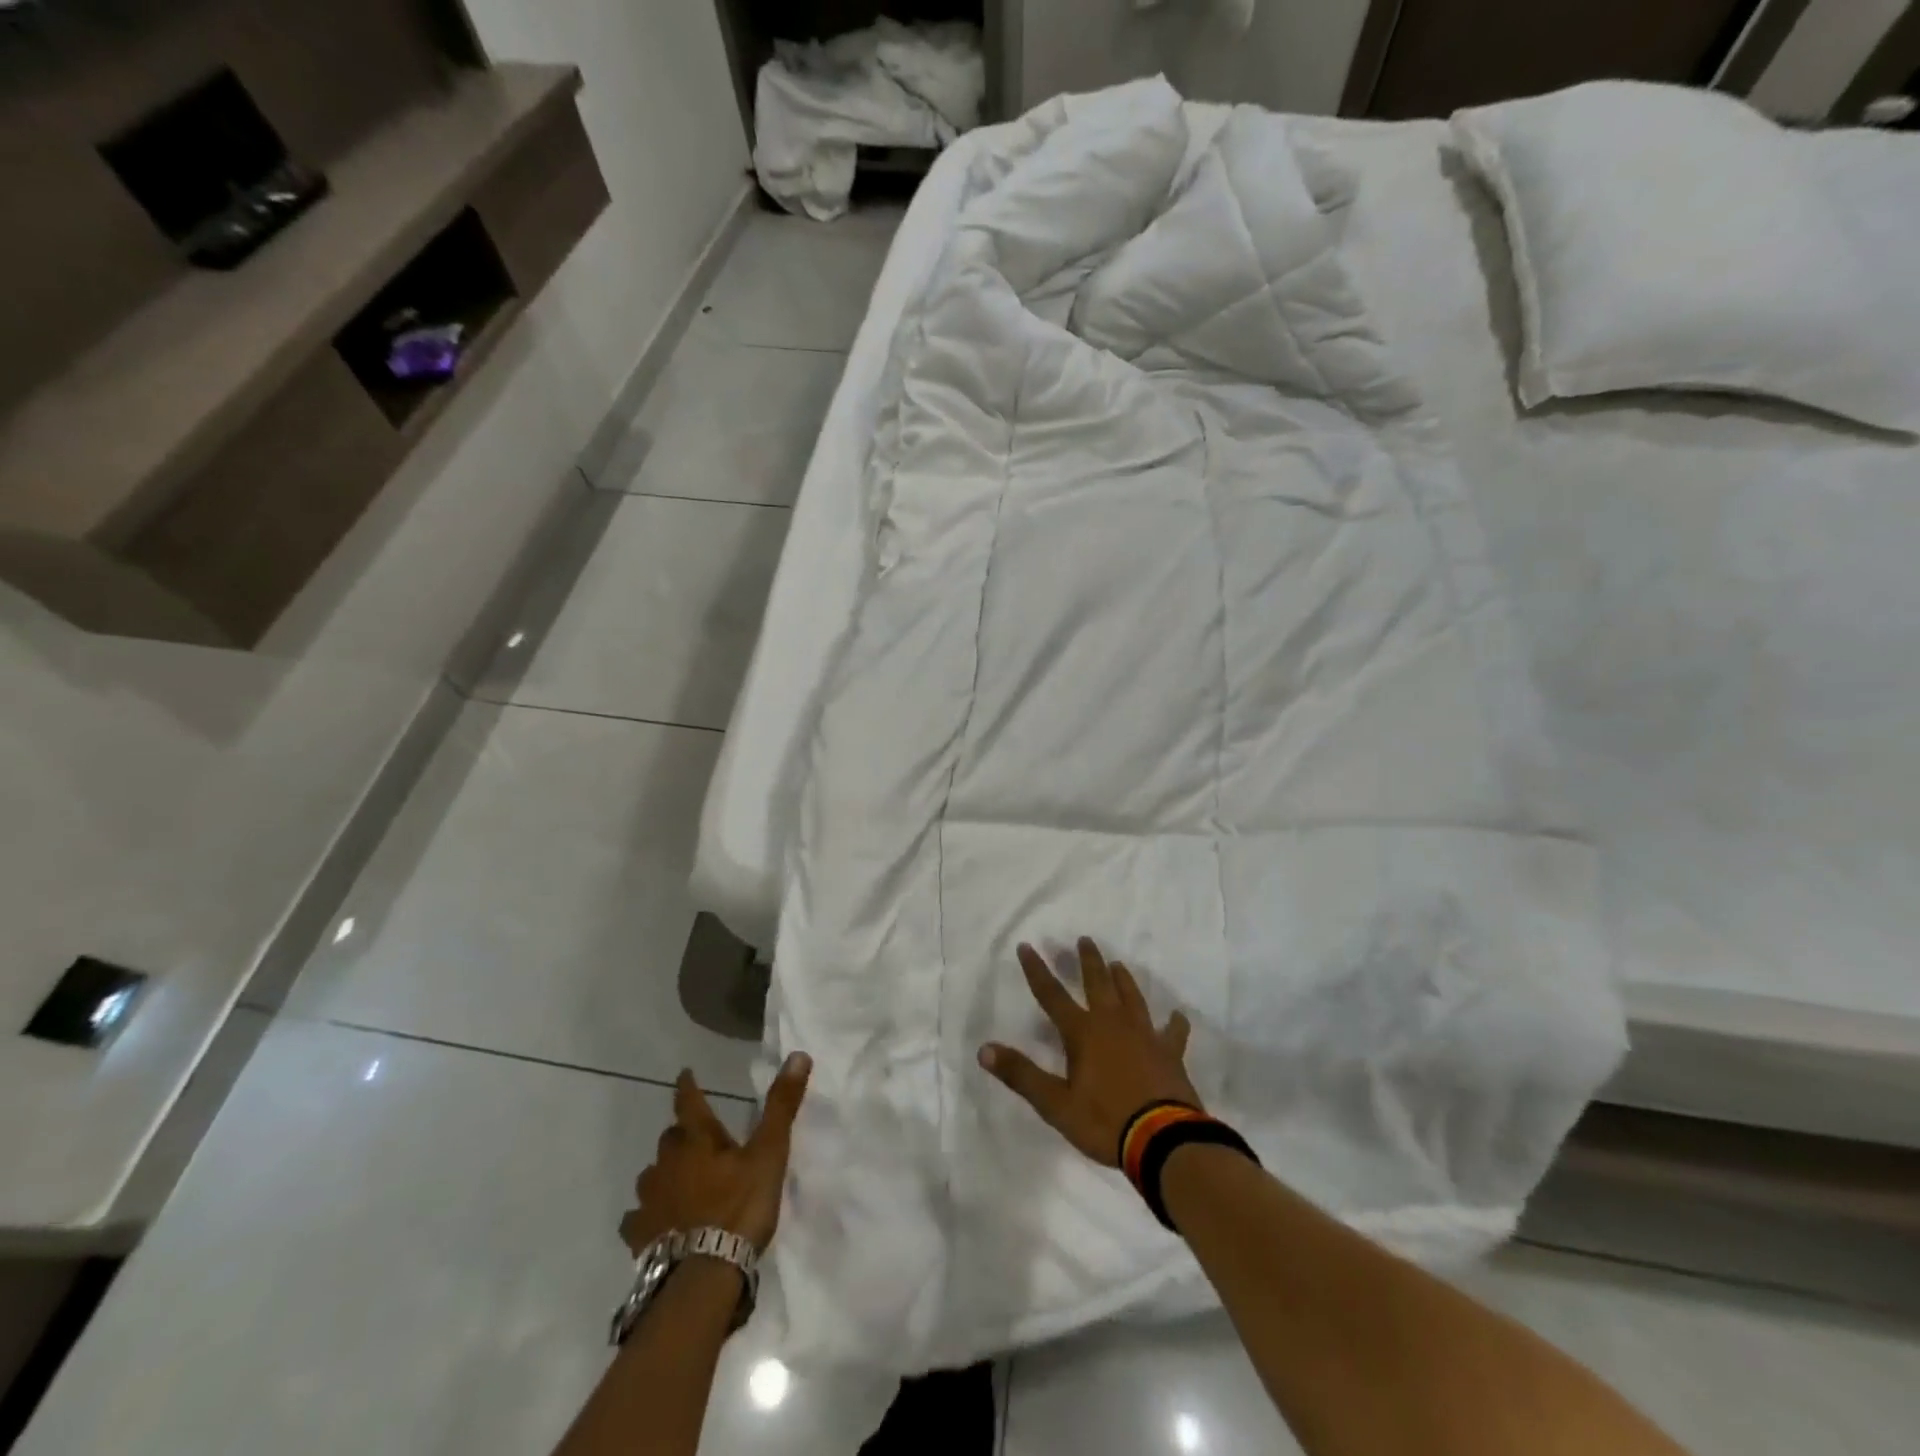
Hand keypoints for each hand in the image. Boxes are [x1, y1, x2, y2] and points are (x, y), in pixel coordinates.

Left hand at [619, 1054, 810, 1255]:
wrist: (703, 1276)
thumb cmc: (740, 1208)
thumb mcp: (769, 1154)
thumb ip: (781, 1106)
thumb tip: (798, 1055)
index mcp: (697, 1140)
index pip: (688, 1102)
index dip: (687, 1086)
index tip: (684, 1073)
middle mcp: (667, 1163)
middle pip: (670, 1139)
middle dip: (681, 1135)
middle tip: (696, 1139)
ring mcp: (650, 1200)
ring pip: (652, 1175)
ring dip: (665, 1172)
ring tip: (678, 1179)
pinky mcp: (640, 1236)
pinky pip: (637, 1217)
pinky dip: (646, 1214)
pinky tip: (655, 1222)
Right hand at [978, 938, 1198, 1165]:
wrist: (1164, 1140)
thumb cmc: (1105, 1121)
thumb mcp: (1055, 1104)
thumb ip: (1021, 1075)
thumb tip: (984, 1049)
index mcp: (1083, 1033)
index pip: (1052, 995)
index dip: (1036, 971)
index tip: (1027, 946)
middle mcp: (1113, 1024)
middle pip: (1098, 984)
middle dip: (1088, 961)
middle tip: (1085, 939)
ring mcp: (1145, 1036)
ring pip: (1132, 998)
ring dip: (1123, 981)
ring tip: (1117, 964)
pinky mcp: (1170, 1053)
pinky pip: (1173, 1033)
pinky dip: (1174, 1023)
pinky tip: (1177, 1016)